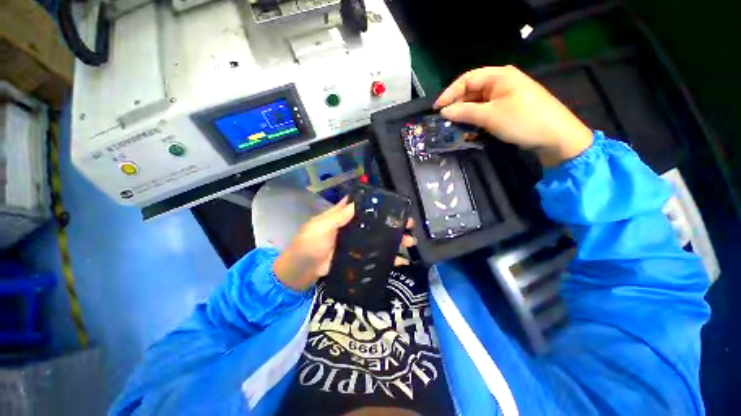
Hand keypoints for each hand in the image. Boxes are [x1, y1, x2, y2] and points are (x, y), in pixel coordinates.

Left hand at [274, 196, 416, 290]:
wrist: (301, 272)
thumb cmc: (308, 244)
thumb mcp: (320, 227)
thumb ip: (338, 216)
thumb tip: (356, 202)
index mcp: (343, 217)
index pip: (363, 206)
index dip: (378, 204)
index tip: (396, 204)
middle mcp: (353, 228)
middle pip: (376, 223)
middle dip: (393, 223)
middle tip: (409, 224)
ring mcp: (357, 244)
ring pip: (379, 239)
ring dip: (395, 239)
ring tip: (411, 241)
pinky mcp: (358, 258)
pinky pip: (375, 256)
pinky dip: (388, 258)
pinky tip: (401, 260)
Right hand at [435, 66, 593, 166]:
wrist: (556, 137)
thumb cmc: (522, 120)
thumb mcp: (490, 116)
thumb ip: (464, 112)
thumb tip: (444, 111)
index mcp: (499, 76)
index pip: (467, 79)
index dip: (450, 93)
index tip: (437, 109)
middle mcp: (501, 83)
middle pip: (472, 91)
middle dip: (457, 106)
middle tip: (444, 121)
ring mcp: (506, 97)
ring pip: (478, 104)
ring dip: (465, 116)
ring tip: (454, 128)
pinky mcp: (508, 110)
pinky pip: (486, 113)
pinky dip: (476, 121)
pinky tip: (469, 131)